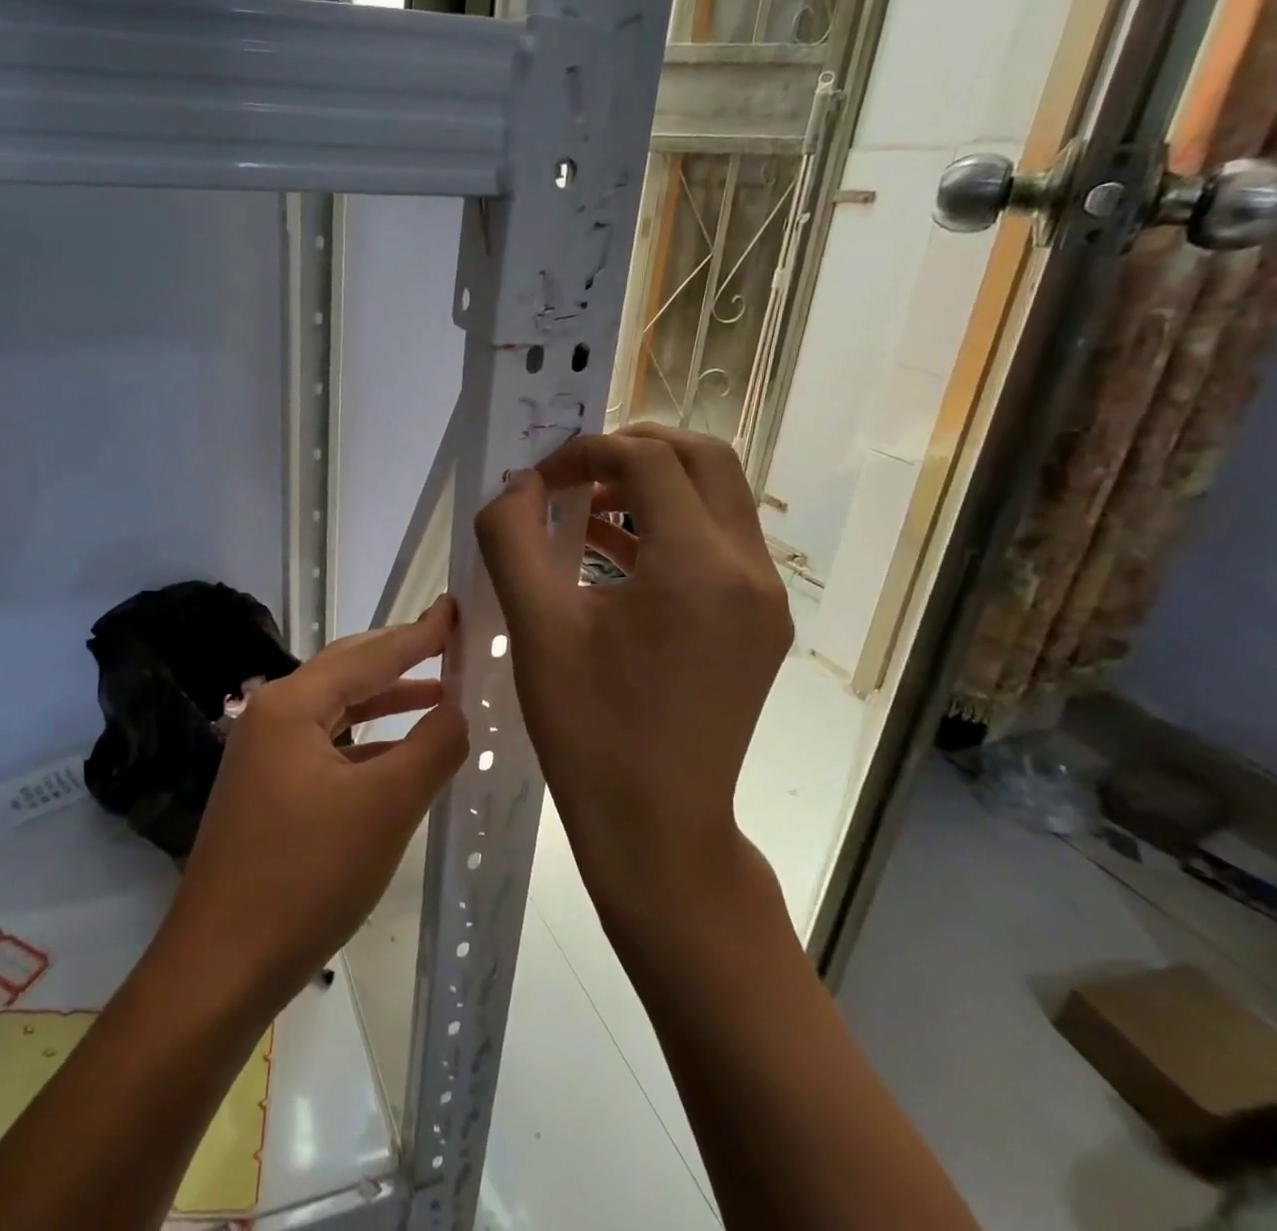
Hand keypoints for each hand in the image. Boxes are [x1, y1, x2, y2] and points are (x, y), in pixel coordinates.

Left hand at [154, 598, 468, 1004]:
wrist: (220, 966)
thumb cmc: (305, 877)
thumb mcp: (383, 808)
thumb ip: (431, 748)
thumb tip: (460, 710)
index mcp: (291, 705)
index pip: (368, 655)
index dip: (418, 634)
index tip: (455, 609)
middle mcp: (271, 716)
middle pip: (346, 672)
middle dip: (399, 657)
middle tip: (448, 640)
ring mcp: (264, 755)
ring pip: (336, 711)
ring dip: (385, 700)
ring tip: (438, 692)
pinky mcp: (267, 790)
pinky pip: (326, 747)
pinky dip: (366, 742)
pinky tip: (397, 755)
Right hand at [473, 425, 792, 923]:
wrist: (656, 828)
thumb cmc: (589, 727)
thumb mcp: (535, 624)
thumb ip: (513, 537)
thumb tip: (518, 485)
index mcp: (698, 563)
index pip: (648, 460)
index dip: (587, 452)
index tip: (540, 480)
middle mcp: (748, 569)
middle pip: (705, 460)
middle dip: (635, 449)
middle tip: (577, 471)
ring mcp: (764, 599)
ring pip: (719, 500)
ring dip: (654, 487)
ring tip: (587, 511)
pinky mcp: (760, 627)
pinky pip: (720, 547)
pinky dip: (670, 530)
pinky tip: (614, 558)